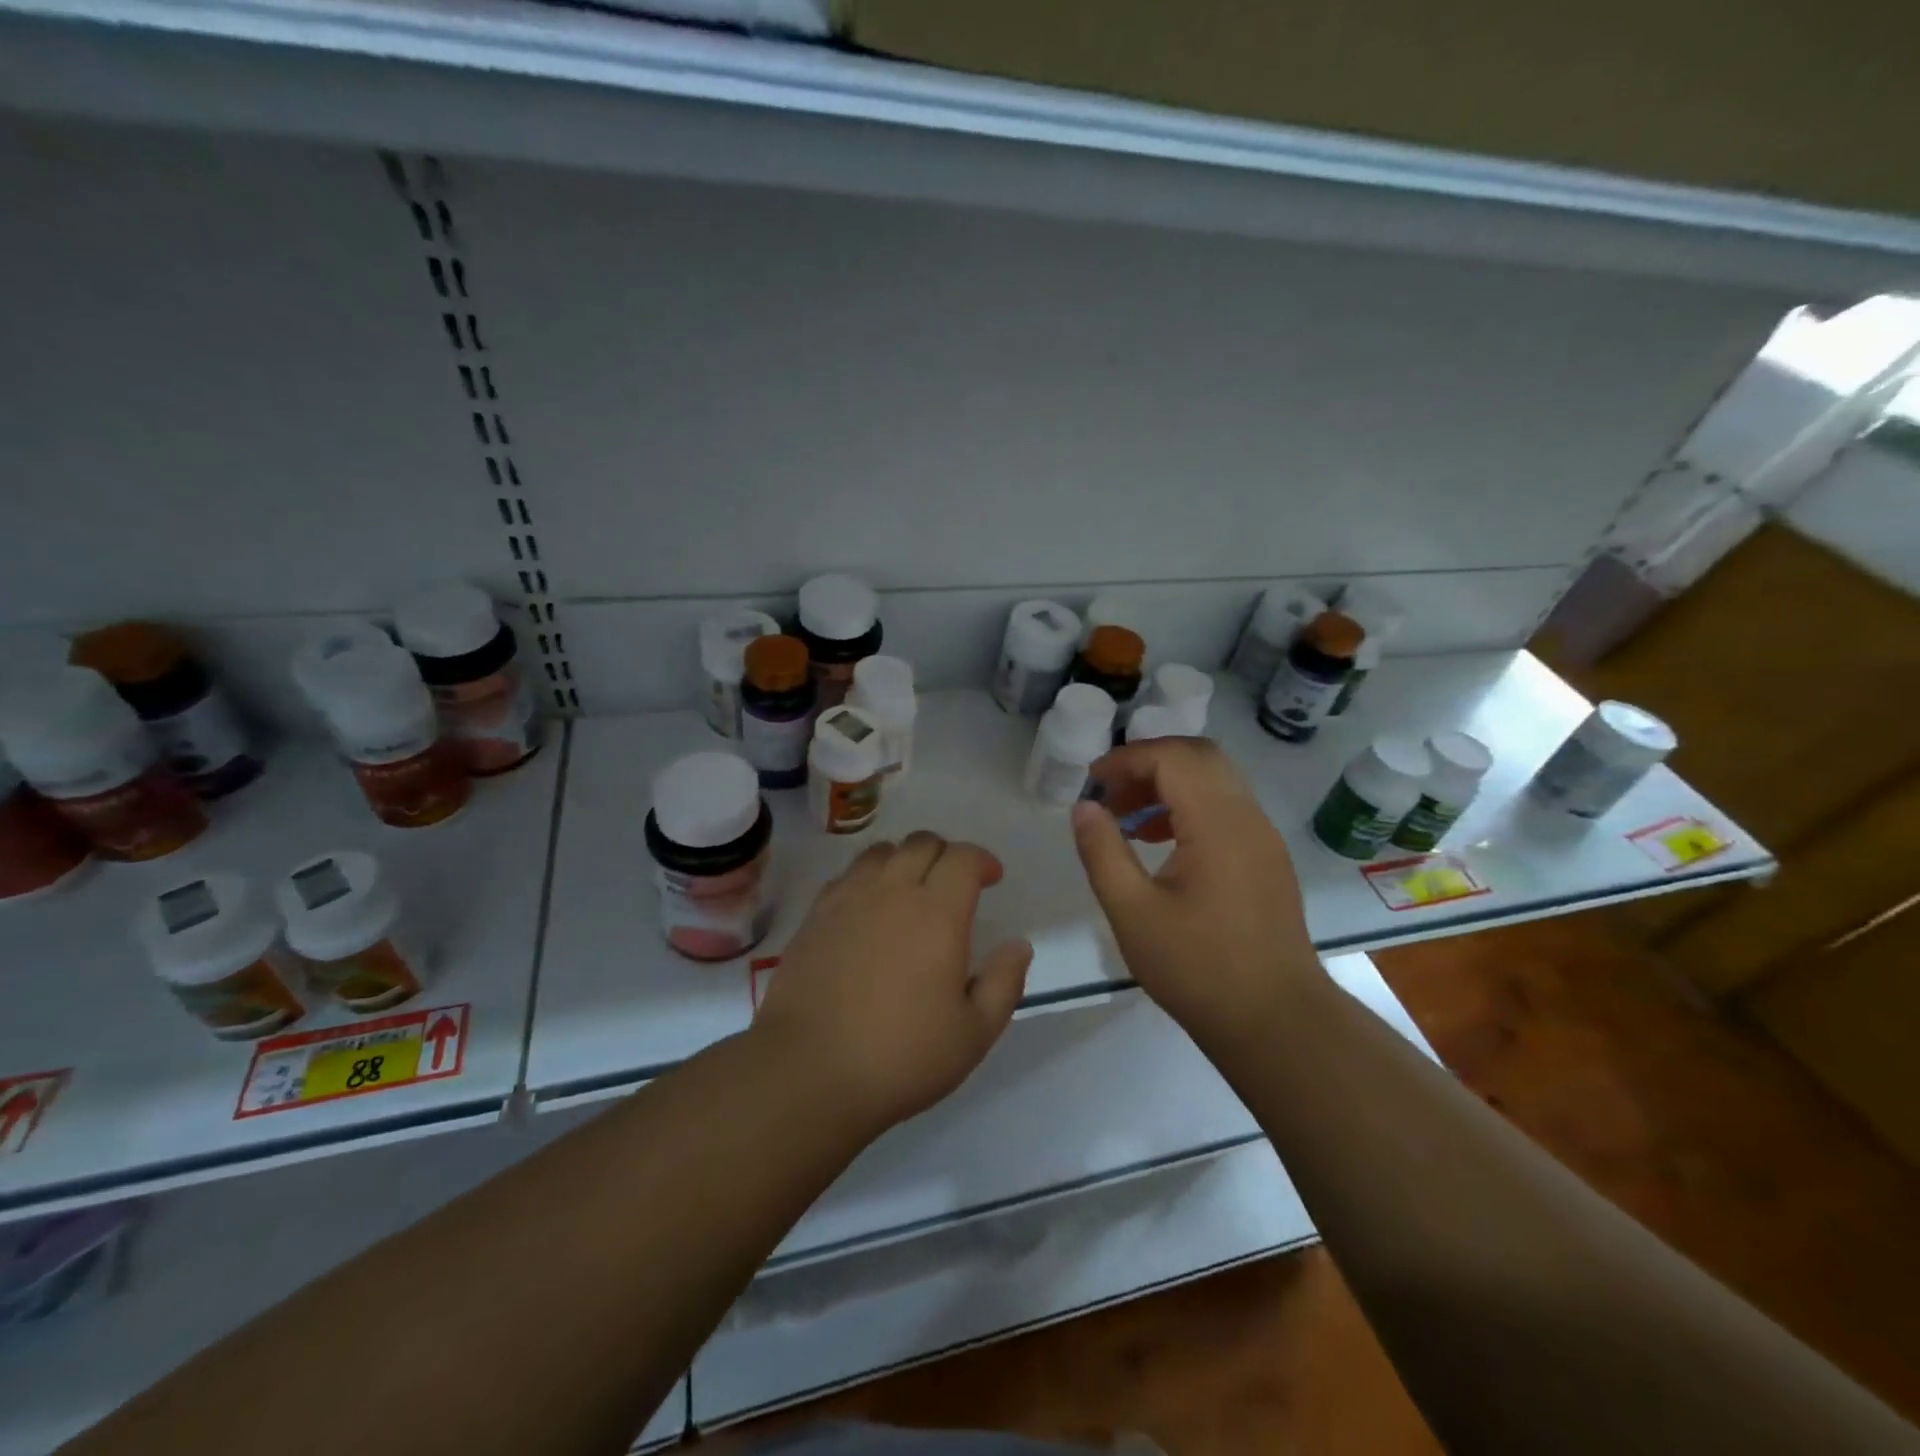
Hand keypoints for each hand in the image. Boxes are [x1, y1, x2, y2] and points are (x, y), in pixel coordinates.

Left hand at [753, 832, 1032, 1132]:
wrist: (808, 1071)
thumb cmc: (901, 1056)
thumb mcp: (973, 1033)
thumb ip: (1004, 982)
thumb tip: (1018, 945)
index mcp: (938, 912)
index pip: (963, 857)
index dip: (982, 860)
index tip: (991, 879)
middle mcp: (892, 891)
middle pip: (922, 843)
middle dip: (946, 854)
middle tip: (954, 885)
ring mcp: (848, 899)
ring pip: (881, 852)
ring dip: (905, 860)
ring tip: (911, 890)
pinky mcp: (816, 916)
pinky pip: (848, 875)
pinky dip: (868, 878)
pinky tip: (870, 910)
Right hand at [1070, 738, 1321, 1048]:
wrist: (1276, 1022)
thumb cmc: (1198, 968)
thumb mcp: (1132, 912)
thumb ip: (1102, 851)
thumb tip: (1083, 806)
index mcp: (1218, 823)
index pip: (1172, 757)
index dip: (1127, 759)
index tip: (1091, 783)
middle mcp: (1248, 818)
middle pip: (1199, 757)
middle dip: (1148, 764)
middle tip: (1110, 794)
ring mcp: (1263, 838)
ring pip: (1215, 781)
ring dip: (1169, 785)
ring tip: (1127, 820)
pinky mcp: (1267, 860)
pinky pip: (1227, 809)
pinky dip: (1190, 807)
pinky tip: (1160, 843)